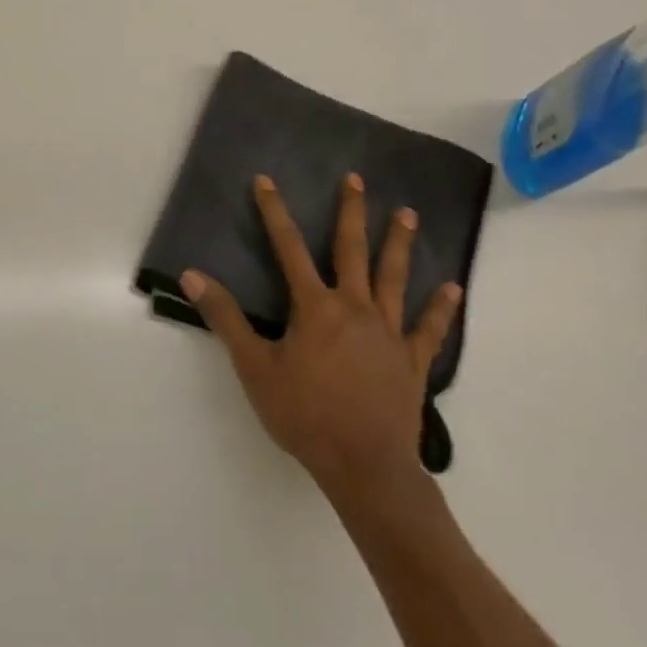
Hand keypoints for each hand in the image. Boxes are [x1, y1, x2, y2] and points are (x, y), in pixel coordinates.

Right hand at [181, 174, 462, 501]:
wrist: (365, 467)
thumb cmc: (305, 415)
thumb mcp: (254, 367)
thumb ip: (225, 318)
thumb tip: (193, 275)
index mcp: (315, 307)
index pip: (288, 248)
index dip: (274, 212)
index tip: (265, 181)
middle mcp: (354, 307)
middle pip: (352, 250)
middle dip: (351, 212)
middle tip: (356, 179)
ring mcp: (388, 333)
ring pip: (394, 278)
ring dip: (400, 244)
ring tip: (407, 214)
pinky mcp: (412, 361)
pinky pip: (429, 329)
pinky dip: (441, 309)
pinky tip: (453, 288)